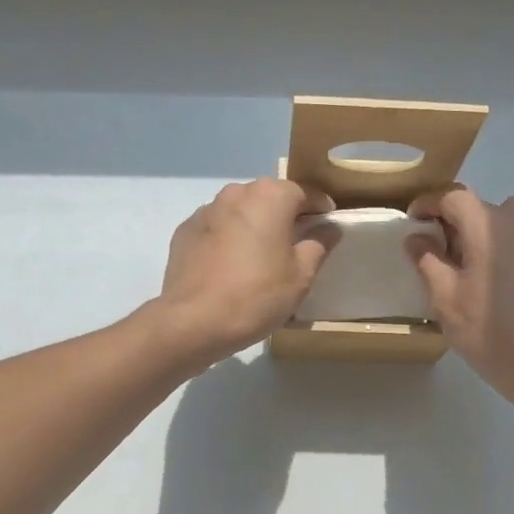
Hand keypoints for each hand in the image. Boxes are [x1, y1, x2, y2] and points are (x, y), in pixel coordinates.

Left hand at [153, 178, 336, 366]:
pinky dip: (227, 239)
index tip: (328, 224)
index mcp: (270, 196)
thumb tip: (329, 228)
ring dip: (253, 226)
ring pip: (240, 211)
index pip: (305, 192)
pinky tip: (230, 267)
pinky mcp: (185, 231)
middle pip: (269, 198)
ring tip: (260, 257)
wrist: (193, 321)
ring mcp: (206, 210)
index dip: (320, 208)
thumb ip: (318, 244)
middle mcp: (236, 193)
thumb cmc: (257, 295)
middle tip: (295, 244)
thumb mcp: (300, 275)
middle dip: (284, 215)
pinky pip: (216, 228)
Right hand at [406, 188, 513, 413]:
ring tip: (471, 266)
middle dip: (457, 222)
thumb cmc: (489, 330)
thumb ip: (427, 260)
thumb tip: (417, 237)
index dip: (429, 204)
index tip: (413, 220)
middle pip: (481, 207)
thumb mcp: (445, 298)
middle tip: (440, 252)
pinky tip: (500, 283)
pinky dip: (507, 249)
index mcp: (488, 224)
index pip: (453, 197)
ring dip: (485, 234)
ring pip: (507, 221)